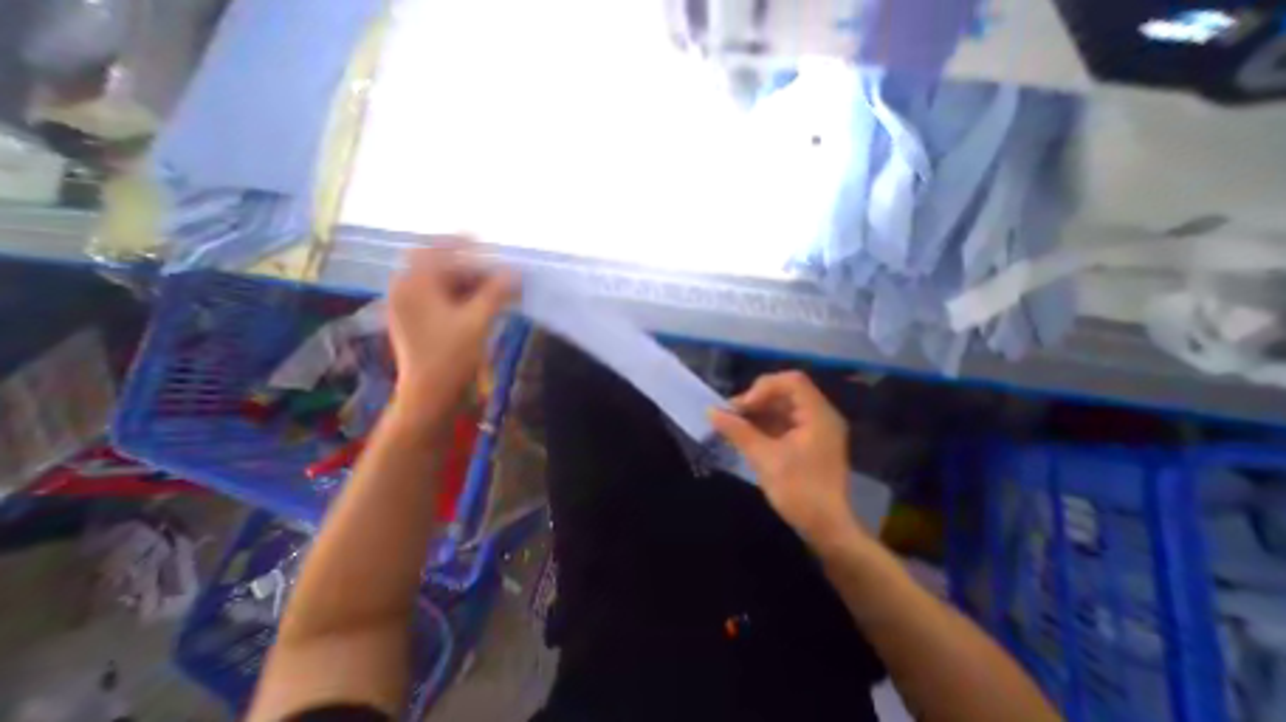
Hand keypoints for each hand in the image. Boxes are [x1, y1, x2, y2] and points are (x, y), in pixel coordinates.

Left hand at [388, 240, 516, 410]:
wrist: (430, 394)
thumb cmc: (451, 355)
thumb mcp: (478, 320)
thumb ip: (496, 292)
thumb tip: (514, 273)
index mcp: (414, 285)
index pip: (436, 251)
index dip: (460, 243)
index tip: (483, 241)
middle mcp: (406, 291)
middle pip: (439, 268)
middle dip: (470, 268)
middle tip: (497, 273)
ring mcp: (410, 308)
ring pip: (442, 285)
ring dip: (469, 284)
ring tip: (496, 290)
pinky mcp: (418, 322)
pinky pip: (441, 300)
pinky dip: (462, 298)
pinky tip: (483, 304)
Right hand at [707, 372, 856, 547]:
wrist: (828, 530)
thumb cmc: (800, 492)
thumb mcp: (765, 460)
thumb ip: (738, 432)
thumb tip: (711, 412)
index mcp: (818, 415)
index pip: (792, 382)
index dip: (763, 388)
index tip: (743, 407)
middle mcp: (820, 416)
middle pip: (785, 392)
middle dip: (756, 400)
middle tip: (731, 414)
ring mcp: (815, 429)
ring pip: (782, 407)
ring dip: (757, 412)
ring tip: (732, 424)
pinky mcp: (807, 441)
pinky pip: (783, 422)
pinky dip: (763, 424)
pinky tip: (745, 433)